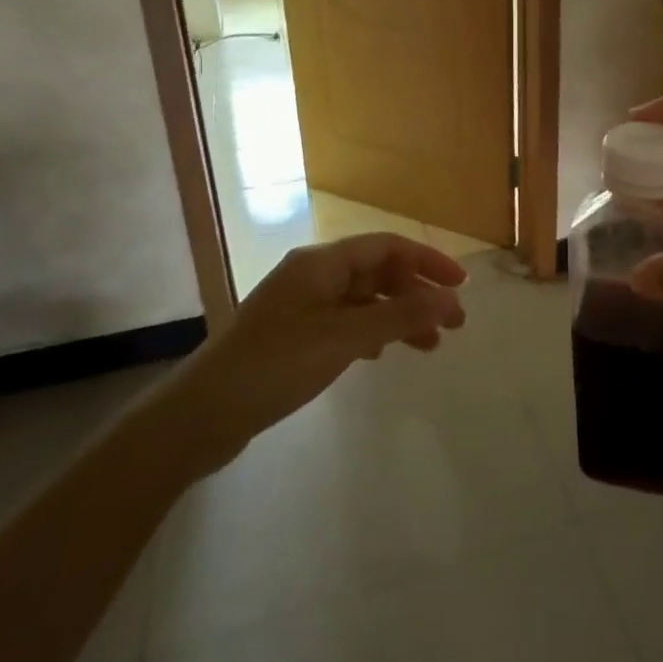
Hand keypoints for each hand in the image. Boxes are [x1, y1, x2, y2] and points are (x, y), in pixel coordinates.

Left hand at [162, 234, 467, 477]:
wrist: (202, 414)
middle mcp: (313, 275)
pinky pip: (347, 322)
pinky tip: (384, 355)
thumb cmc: (276, 364)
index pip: (387, 247)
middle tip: (453, 323)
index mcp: (322, 262)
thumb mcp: (344, 338)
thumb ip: (399, 316)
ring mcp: (302, 305)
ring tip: (430, 346)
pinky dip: (373, 333)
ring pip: (365, 300)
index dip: (428, 261)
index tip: (460, 286)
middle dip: (417, 293)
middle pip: (378, 272)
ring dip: (399, 316)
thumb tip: (450, 299)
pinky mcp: (295, 335)